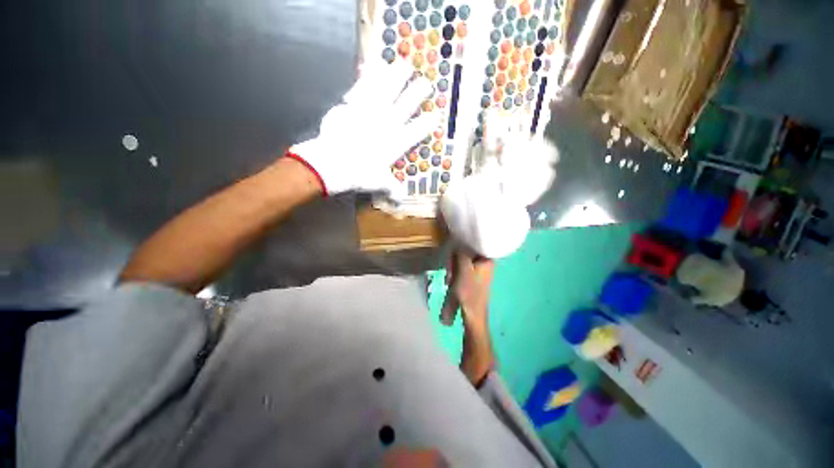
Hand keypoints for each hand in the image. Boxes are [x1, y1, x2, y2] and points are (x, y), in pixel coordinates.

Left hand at [288, 61, 439, 195]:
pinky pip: (362, 86)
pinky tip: (373, 65)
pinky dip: (368, 76)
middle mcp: (386, 125)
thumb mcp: (378, 184)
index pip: (416, 131)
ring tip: (405, 65)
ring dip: (397, 77)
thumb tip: (401, 199)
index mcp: (395, 144)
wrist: (331, 164)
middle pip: (406, 105)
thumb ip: (392, 188)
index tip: (435, 115)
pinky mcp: (352, 105)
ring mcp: (370, 112)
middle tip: (427, 83)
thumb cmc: (358, 175)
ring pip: (387, 90)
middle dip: (418, 94)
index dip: (427, 123)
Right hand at [449, 251, 494, 330]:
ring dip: (454, 268)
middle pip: (466, 252)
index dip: (460, 247)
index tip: (452, 255)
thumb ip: (461, 253)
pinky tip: (451, 281)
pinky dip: (456, 273)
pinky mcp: (474, 278)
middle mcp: (486, 262)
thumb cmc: (469, 291)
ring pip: (463, 261)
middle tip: (451, 271)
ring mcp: (480, 271)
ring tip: (450, 279)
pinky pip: (463, 269)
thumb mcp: (463, 269)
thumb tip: (457, 242)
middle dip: (455, 261)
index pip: (473, 243)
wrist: (473, 315)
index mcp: (487, 259)